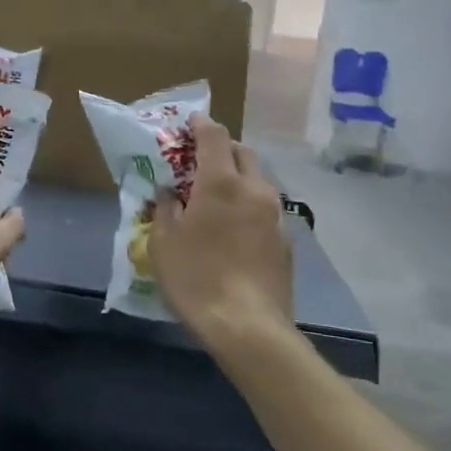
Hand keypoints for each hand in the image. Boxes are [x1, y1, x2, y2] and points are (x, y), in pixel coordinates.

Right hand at [149, 114, 293, 351]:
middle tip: (200, 159)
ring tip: (217, 195)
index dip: (201, 124)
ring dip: (239, 177)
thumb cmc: (196, 278)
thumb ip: (166, 209)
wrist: (249, 328)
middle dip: (223, 148)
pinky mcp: (286, 242)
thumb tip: (170, 192)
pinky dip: (249, 206)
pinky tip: (234, 228)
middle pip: (243, 152)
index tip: (190, 122)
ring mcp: (275, 216)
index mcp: (221, 183)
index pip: (214, 136)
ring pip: (258, 181)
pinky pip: (265, 209)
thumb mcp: (163, 242)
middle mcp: (254, 190)